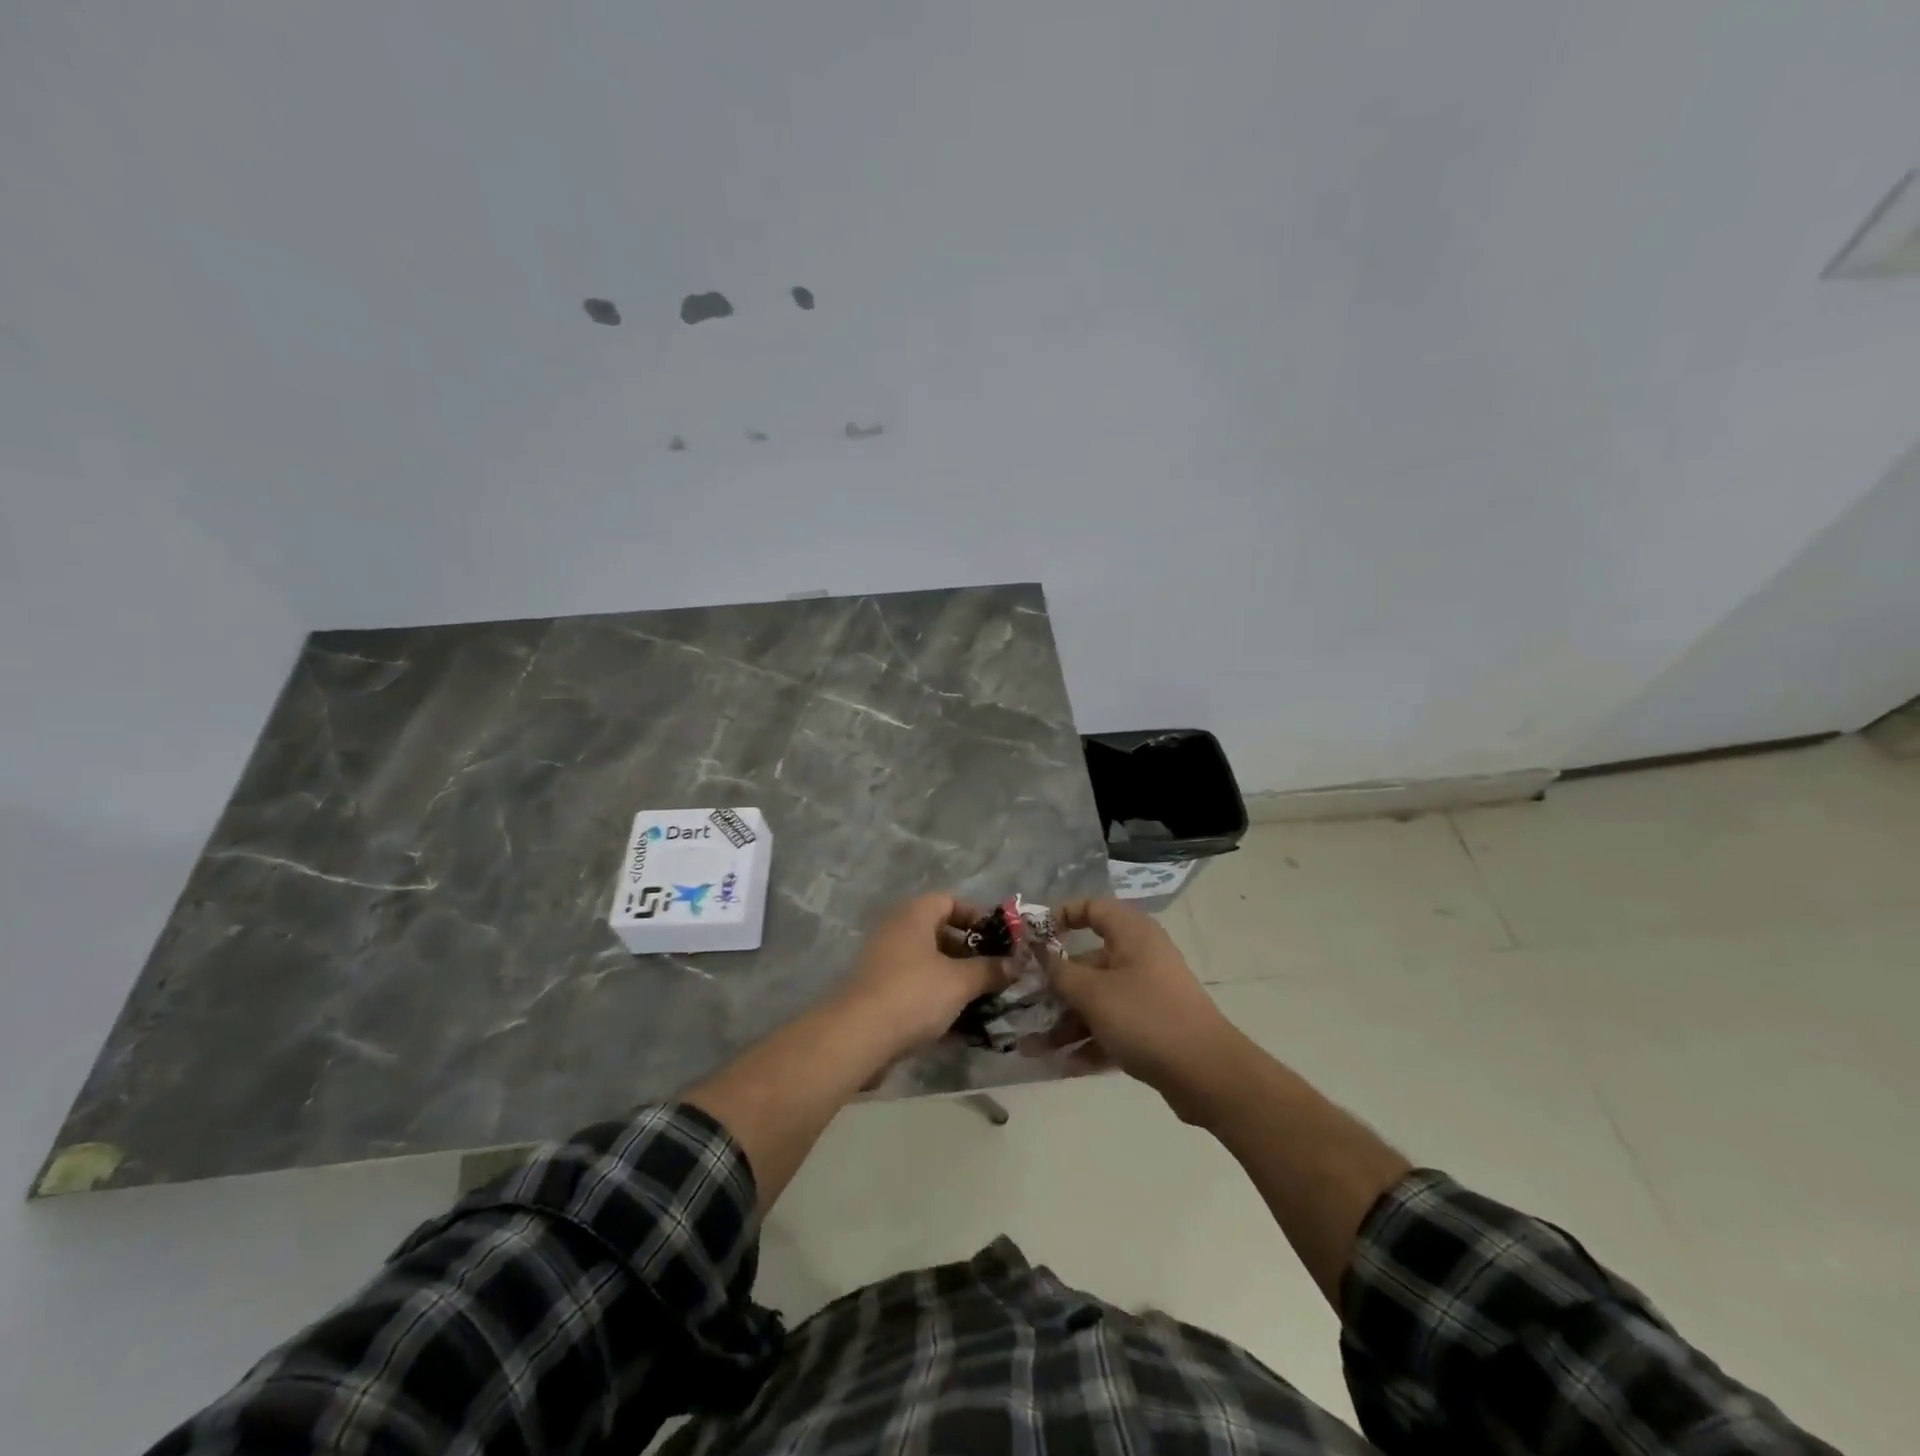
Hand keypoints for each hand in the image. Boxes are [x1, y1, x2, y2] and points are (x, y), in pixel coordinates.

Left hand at [833, 894, 1008, 1062]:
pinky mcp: (879, 993)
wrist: (857, 1037)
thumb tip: (1017, 964)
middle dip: (971, 953)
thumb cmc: (913, 994)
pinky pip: (917, 988)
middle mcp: (897, 931)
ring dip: (957, 980)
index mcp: (914, 915)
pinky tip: (962, 1023)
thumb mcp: (960, 981)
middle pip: (941, 933)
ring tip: (986, 999)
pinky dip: (938, 999)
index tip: (1001, 939)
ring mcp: (885, 962)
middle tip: (997, 972)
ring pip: (930, 964)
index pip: (950, 901)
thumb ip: (990, 970)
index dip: (977, 917)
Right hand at [1044, 898, 1249, 1120]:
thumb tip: (1039, 952)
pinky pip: (1111, 1026)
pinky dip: (1088, 1042)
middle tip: (1021, 1004)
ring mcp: (1146, 993)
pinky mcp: (1151, 1027)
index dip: (1061, 917)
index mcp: (1131, 934)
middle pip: (1087, 962)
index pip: (1092, 908)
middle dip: (1053, 987)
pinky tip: (1061, 1066)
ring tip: (1031, 1049)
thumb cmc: (1146, 1018)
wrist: (1208, 1075)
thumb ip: (1059, 972)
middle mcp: (1139, 957)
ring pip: (1096, 1000)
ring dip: (1064, 1023)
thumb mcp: (1093, 994)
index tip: (1032, 938)